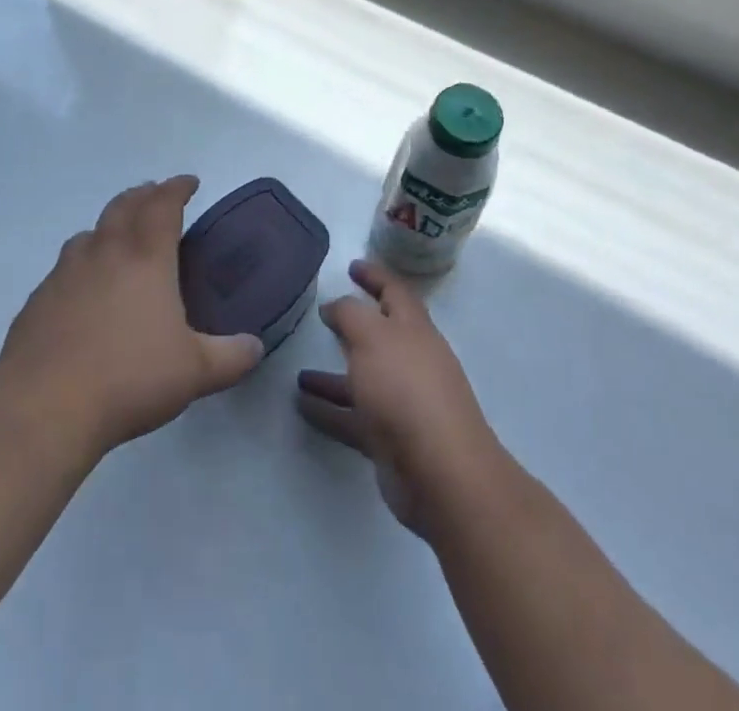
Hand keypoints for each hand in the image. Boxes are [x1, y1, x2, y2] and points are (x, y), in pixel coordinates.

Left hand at [0, 176, 263, 459]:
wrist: (45, 406)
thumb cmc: (129, 378)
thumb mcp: (195, 372)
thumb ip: (230, 357)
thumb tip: (255, 347)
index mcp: (145, 258)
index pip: (163, 205)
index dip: (177, 188)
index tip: (189, 182)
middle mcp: (104, 253)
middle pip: (123, 206)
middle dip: (143, 195)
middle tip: (155, 196)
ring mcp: (65, 274)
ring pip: (88, 233)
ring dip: (108, 226)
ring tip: (118, 240)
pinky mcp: (38, 301)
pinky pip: (63, 268)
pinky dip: (80, 264)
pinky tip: (82, 292)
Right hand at [297, 259, 509, 538]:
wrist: (440, 473)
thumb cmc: (405, 389)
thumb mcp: (372, 336)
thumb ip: (349, 314)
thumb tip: (334, 306)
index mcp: (414, 329)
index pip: (394, 291)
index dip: (374, 275)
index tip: (351, 266)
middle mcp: (412, 361)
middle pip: (380, 335)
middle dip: (353, 325)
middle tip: (322, 315)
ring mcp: (403, 402)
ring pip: (363, 379)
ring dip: (333, 374)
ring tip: (299, 373)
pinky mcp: (391, 440)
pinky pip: (353, 417)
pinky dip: (330, 410)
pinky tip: (302, 406)